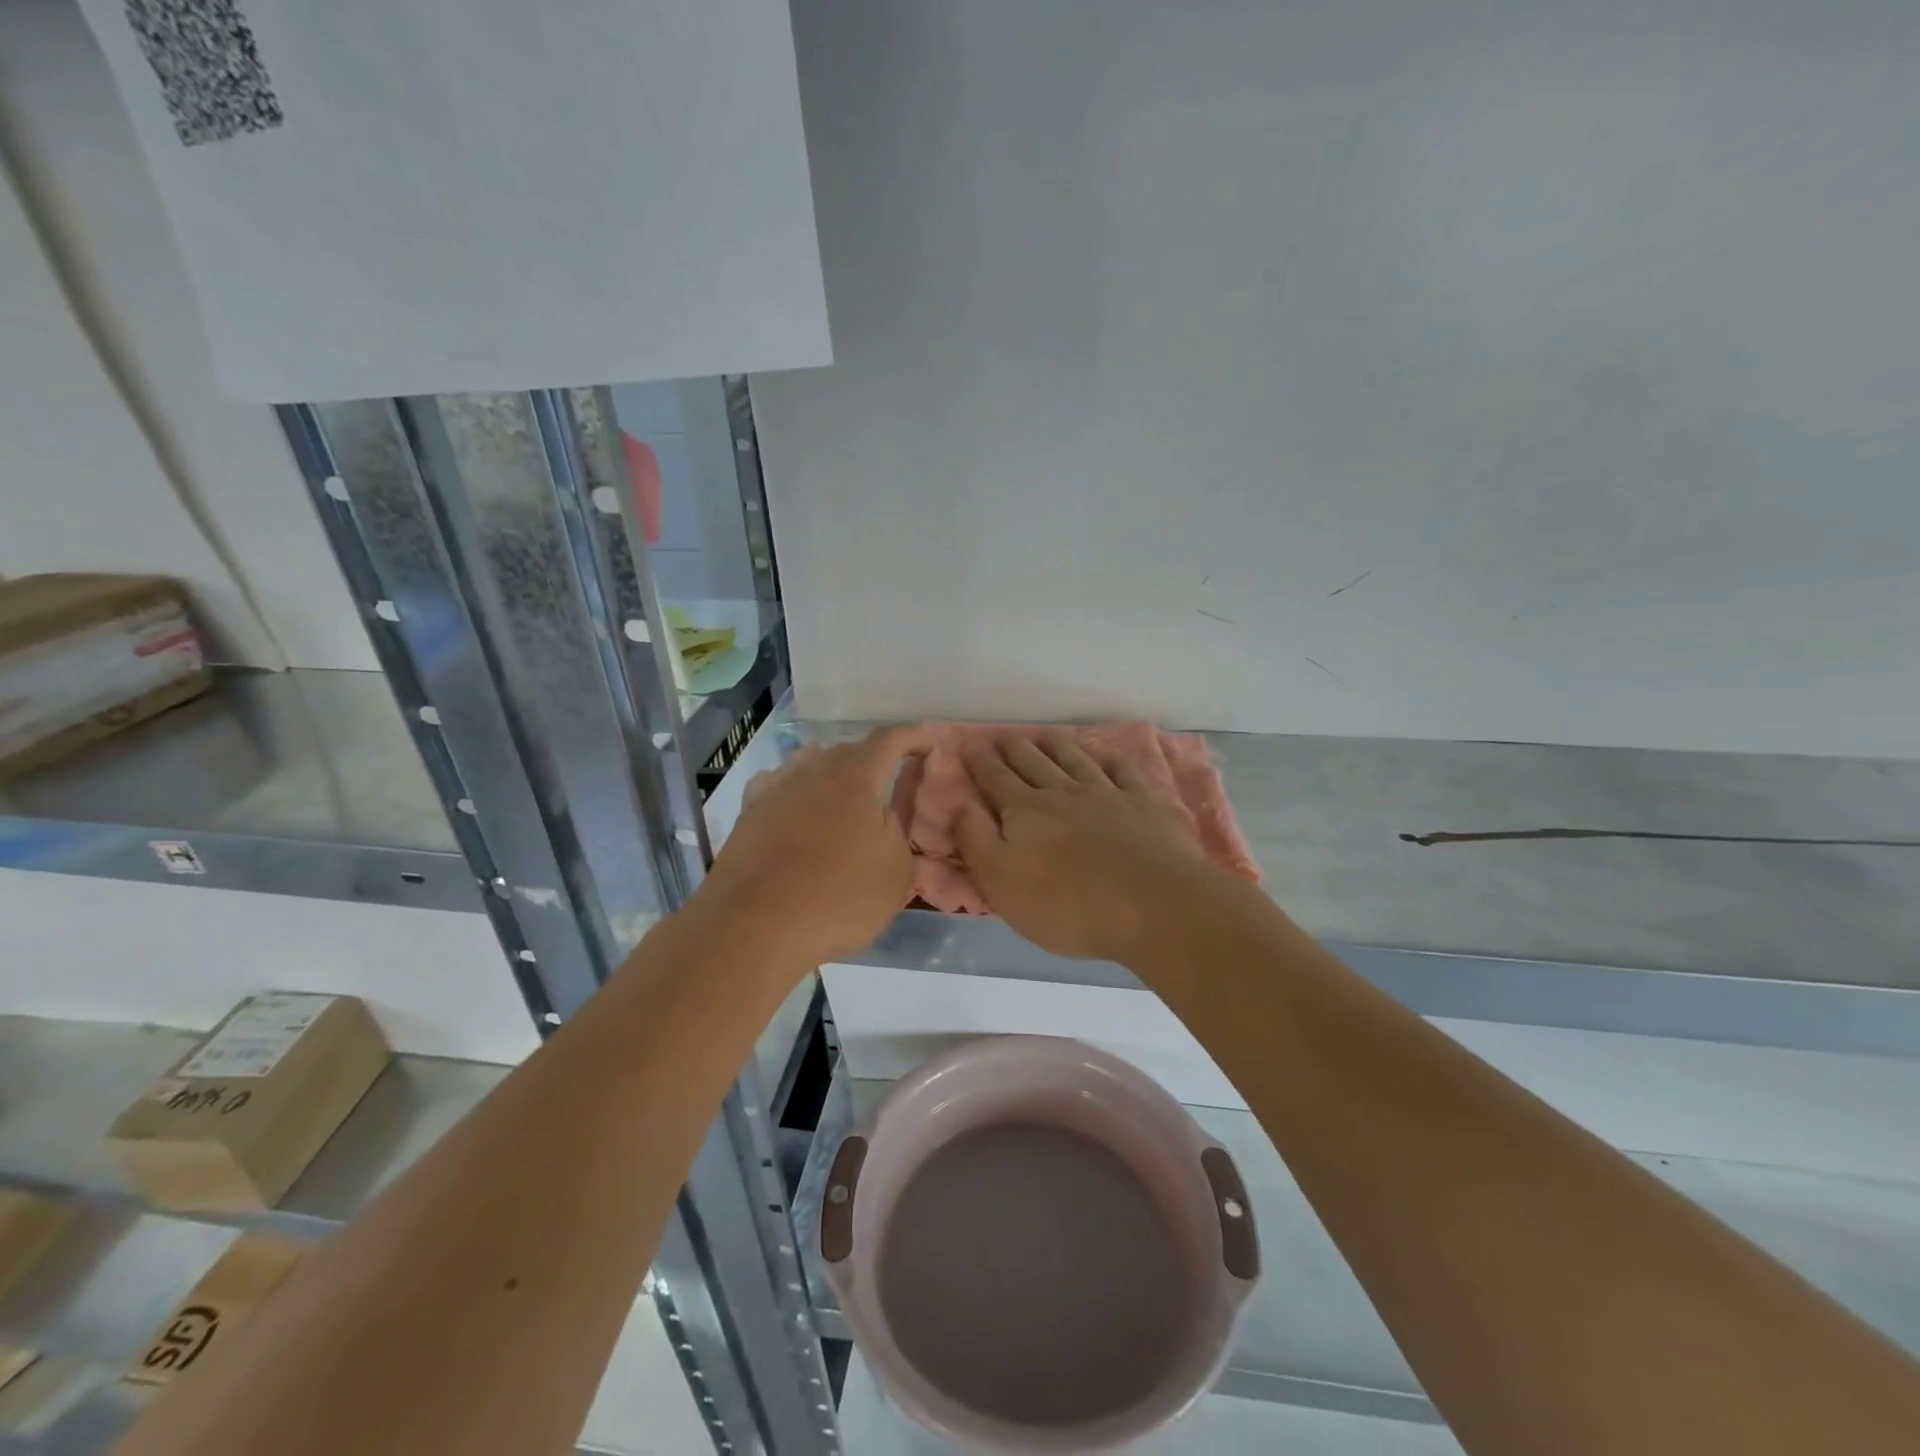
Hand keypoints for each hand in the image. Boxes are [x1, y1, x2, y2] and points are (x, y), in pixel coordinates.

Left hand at [696, 725, 932, 964]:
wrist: (754, 926)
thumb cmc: (839, 897)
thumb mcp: (896, 870)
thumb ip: (898, 830)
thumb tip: (884, 813)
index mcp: (856, 777)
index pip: (890, 740)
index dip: (913, 736)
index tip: (929, 743)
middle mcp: (814, 770)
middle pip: (849, 751)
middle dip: (873, 760)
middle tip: (889, 782)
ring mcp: (776, 788)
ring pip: (811, 765)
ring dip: (832, 774)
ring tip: (843, 794)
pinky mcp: (748, 812)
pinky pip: (778, 785)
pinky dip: (795, 790)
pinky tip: (795, 806)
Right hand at [954, 733, 1221, 962]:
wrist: (1152, 905)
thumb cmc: (1067, 904)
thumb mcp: (1001, 882)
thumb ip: (975, 840)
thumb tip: (960, 805)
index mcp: (1025, 812)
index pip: (996, 779)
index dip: (980, 763)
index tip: (970, 746)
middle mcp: (1063, 793)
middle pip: (1033, 763)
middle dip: (1014, 748)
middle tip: (1003, 735)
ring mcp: (1107, 794)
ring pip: (1075, 760)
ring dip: (1058, 746)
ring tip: (1046, 735)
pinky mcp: (1145, 804)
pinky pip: (1123, 772)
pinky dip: (1111, 759)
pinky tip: (1106, 754)